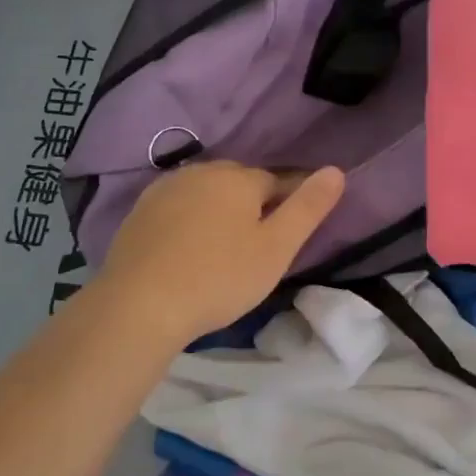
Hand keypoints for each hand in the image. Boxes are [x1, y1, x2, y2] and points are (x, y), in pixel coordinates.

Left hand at [90, 161, 345, 344]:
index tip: (287, 236)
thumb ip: (307, 208)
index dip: (287, 206)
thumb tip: (336, 171)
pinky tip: (186, 250)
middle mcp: (201, 171)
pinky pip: (177, 208)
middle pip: (239, 183)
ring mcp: (165, 188)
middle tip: (255, 248)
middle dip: (251, 205)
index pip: (277, 181)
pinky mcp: (139, 211)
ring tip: (221, 250)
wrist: (139, 304)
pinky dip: (188, 222)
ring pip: (206, 193)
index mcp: (238, 177)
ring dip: (218, 211)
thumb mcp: (276, 249)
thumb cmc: (219, 277)